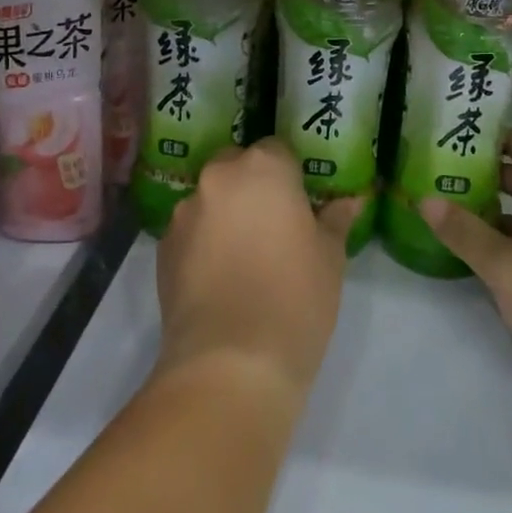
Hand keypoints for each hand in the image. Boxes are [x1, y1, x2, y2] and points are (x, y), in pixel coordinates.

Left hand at [157, 138, 360, 395]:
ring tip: (243, 258)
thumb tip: (349, 202)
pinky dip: (203, 243)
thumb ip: (335, 221)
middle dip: (252, 188)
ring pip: (210, 200)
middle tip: (273, 226)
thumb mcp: (330, 258)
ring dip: (225, 215)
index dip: (290, 176)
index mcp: (263, 169)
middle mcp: (218, 179)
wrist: (232, 362)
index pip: (277, 151)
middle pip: (237, 168)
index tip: (300, 205)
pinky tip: (219, 278)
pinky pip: (190, 232)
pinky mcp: (162, 248)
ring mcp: (185, 213)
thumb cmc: (296, 298)